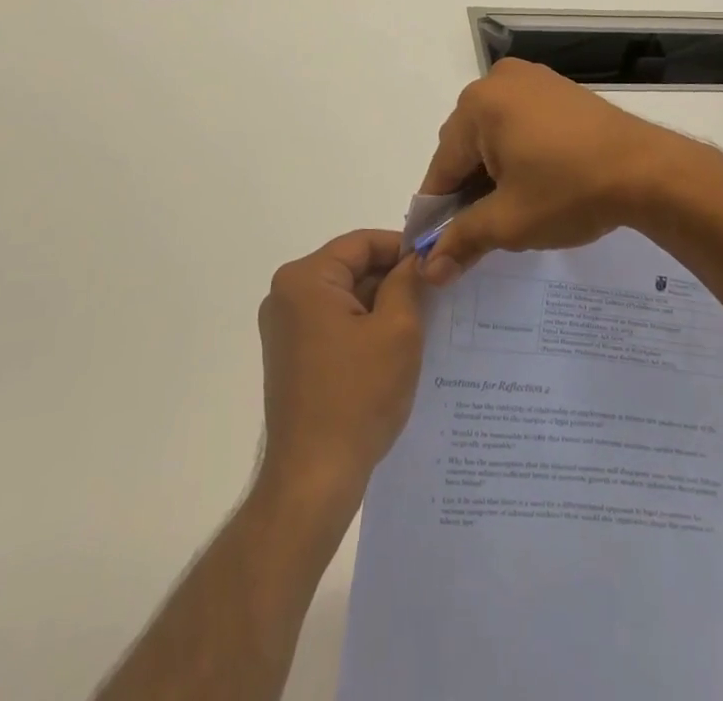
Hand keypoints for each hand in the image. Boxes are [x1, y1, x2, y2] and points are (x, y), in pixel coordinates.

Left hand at [256, 230, 424, 514]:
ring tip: (424, 320)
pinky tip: (395, 349)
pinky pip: (334, 324)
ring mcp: (285, 328)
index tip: (437, 263)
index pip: (362, 243)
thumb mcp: (397, 330)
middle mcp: (286, 295)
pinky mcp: (291, 356)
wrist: (313, 479)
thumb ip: (408, 282)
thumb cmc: (357, 396)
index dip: (403, 248)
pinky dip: (364, 328)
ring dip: (381, 306)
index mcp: (305, 279)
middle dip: (393, 279)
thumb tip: (417, 259)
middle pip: (351, 268)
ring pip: (345, 298)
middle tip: (437, 293)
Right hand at [418, 58, 708, 284]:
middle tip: (485, 229)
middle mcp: (498, 81)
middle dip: (469, 188)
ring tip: (513, 207)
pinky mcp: (558, 87)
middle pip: (466, 145)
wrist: (649, 171)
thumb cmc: (570, 191)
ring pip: (493, 133)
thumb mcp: (510, 222)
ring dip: (494, 169)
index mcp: (477, 105)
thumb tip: (429, 270)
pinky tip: (536, 179)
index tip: (438, 247)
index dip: (438, 211)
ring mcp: (532, 78)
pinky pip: (520, 120)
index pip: (442, 166)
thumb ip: (463, 240)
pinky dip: (519, 150)